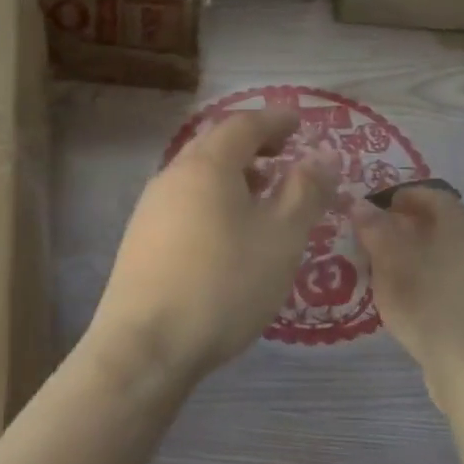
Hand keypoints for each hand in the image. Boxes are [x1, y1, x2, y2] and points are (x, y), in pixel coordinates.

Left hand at [88, 107, 339, 387]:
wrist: (146, 344)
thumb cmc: (224, 284)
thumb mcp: (281, 238)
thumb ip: (305, 192)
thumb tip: (322, 156)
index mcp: (207, 165)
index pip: (244, 124)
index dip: (276, 119)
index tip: (300, 122)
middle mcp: (172, 175)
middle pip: (216, 144)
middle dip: (253, 144)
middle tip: (284, 154)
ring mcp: (151, 207)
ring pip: (198, 174)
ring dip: (233, 174)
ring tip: (263, 195)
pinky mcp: (141, 238)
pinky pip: (186, 201)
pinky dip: (214, 199)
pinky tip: (228, 231)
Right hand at [350, 186, 463, 410]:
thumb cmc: (431, 305)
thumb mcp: (391, 264)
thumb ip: (374, 230)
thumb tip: (360, 205)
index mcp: (463, 226)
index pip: (433, 195)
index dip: (401, 196)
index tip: (373, 210)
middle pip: (441, 223)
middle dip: (405, 226)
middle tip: (373, 239)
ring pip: (447, 251)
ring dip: (416, 253)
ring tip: (384, 269)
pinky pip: (453, 277)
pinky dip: (429, 276)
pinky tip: (409, 297)